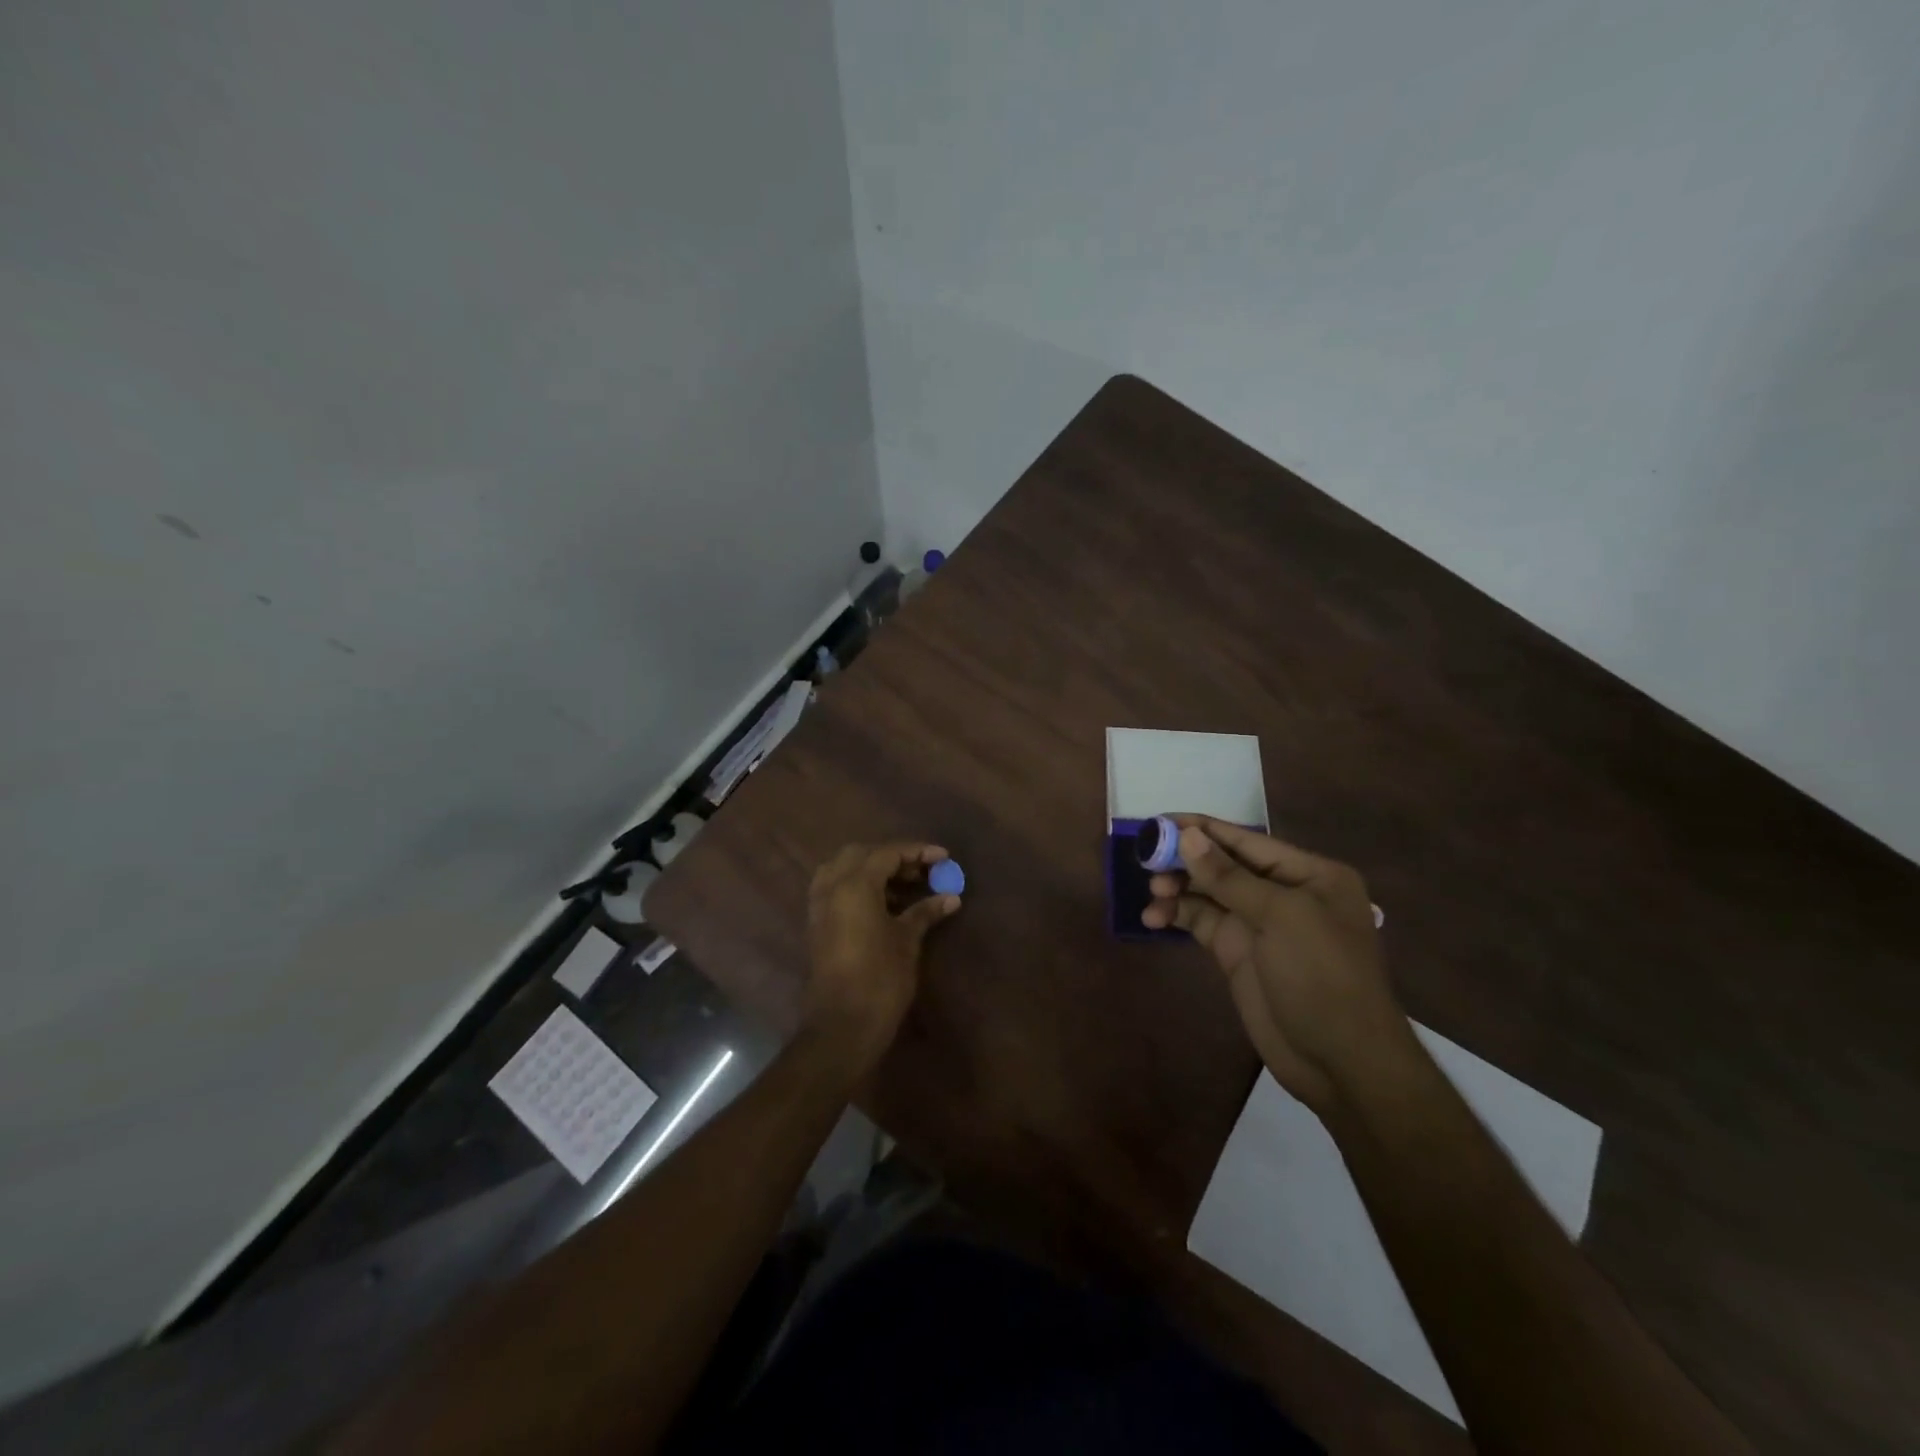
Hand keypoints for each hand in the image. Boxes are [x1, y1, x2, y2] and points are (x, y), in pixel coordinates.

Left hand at [803, 842, 959, 1068]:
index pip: (887, 853)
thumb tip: (951, 897)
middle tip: (921, 871)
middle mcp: (831, 887)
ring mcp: (820, 906)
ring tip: (905, 885)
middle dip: (892, 857)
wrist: (842, 1026)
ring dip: (873, 870)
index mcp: (854, 885)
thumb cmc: (880, 979)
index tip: (944, 857)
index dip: (917, 852)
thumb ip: (926, 912)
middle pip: (861, 854)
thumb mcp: (907, 941)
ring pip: (844, 869)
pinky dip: (858, 886)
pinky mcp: (817, 924)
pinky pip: (836, 888)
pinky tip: (883, 903)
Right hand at [1143, 817, 1411, 1112]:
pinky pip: (1201, 922)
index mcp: (1308, 874)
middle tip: (1146, 860)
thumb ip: (1229, 876)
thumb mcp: (1281, 917)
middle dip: (1186, 860)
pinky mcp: (1238, 952)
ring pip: (1208, 893)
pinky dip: (1177, 916)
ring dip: (1178, 889)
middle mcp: (1283, 893)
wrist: (1341, 1062)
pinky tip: (1153, 919)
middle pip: (1223, 864)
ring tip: (1153, 895)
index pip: (1247, 840)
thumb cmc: (1322, 976)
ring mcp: (1259, 925)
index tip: (1159, 821)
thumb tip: (1188, 835)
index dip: (1203, 829)